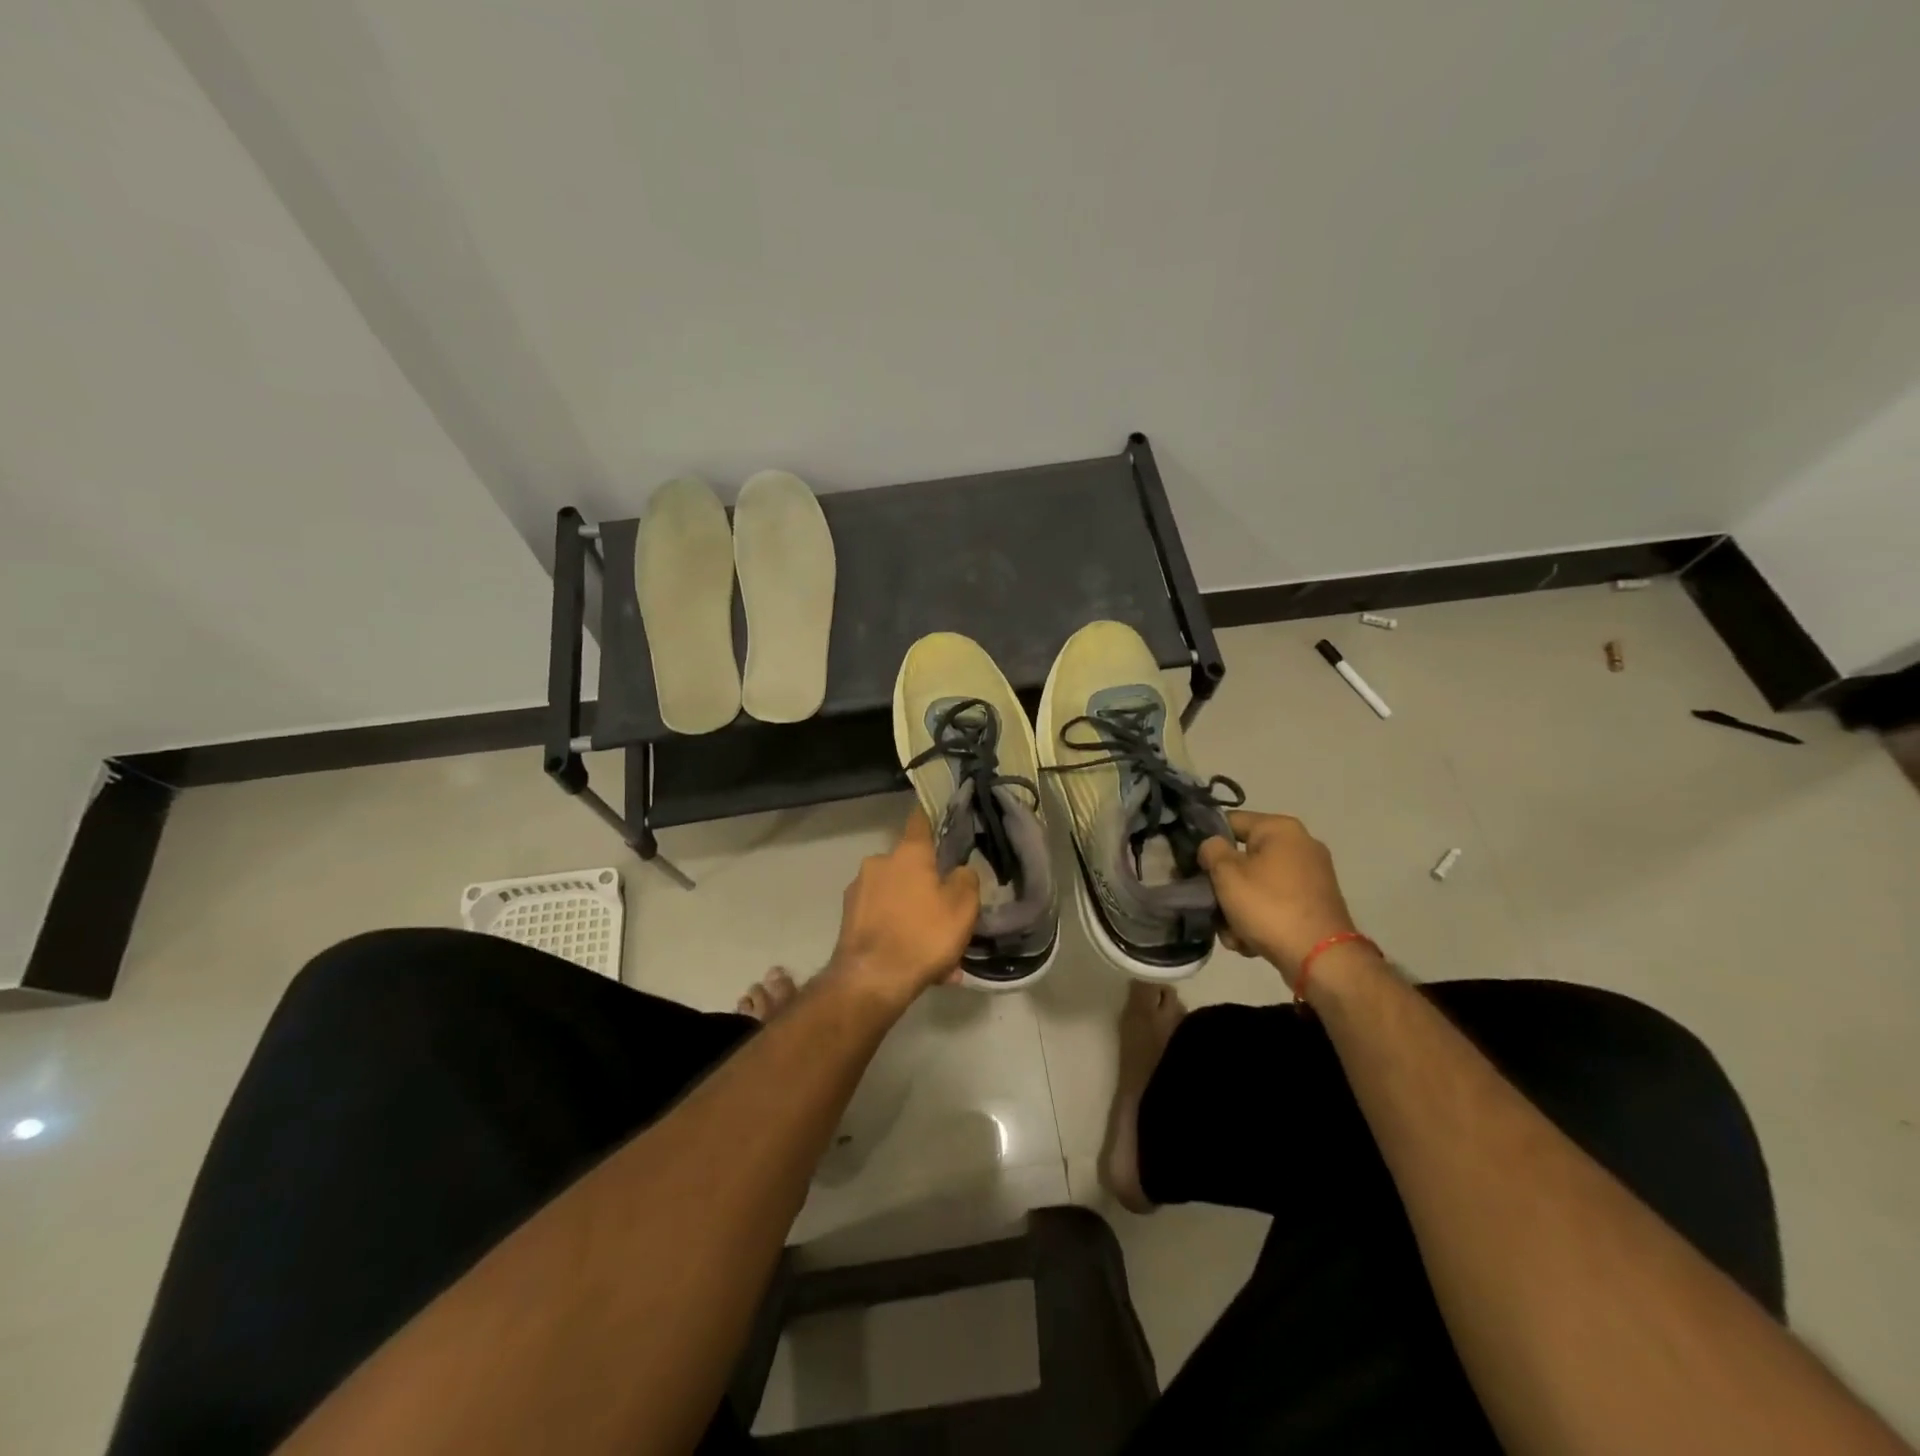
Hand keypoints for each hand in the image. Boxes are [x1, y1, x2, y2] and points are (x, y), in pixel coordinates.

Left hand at [826, 807, 980, 1005]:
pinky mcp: (848, 918)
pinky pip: (883, 919)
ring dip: (914, 916)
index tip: (940, 814)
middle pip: (910, 867)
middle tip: (947, 916)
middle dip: (927, 887)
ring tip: (936, 954)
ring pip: (897, 898)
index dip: (931, 816)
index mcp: (908, 853)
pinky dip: (898, 933)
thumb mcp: (963, 907)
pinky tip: (915, 963)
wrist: (871, 980)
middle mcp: (878, 863)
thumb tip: (959, 871)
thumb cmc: (923, 935)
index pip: (920, 820)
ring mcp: (859, 890)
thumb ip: (966, 880)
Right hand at [1198, 811, 1360, 986]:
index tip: (1191, 864)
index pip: (1230, 822)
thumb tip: (1213, 846)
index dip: (1206, 840)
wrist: (1320, 958)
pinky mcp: (1315, 904)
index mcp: (1280, 829)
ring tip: (1232, 933)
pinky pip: (1275, 903)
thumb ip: (1211, 851)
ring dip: (1238, 908)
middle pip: (1243, 858)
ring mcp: (1311, 876)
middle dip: (1224, 885)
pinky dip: (1260, 919)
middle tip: (1211, 905)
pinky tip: (1250, 942)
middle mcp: (1300, 845)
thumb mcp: (1227, 874)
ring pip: (1257, 885)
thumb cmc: (1269, 906)